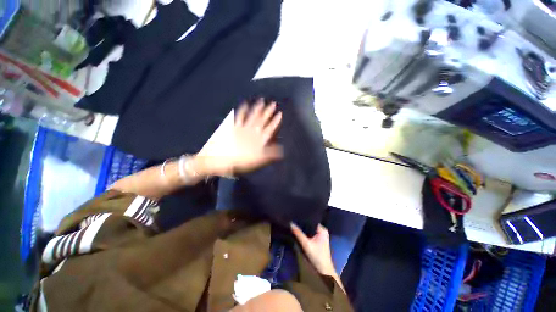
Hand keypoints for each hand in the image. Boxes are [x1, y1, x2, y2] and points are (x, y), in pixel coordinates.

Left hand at [196, 99, 282, 176]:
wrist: (220, 159)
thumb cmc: (240, 161)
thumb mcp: (257, 160)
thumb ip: (269, 154)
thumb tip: (281, 150)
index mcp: (258, 140)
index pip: (269, 129)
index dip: (275, 122)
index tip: (280, 114)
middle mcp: (252, 132)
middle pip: (261, 120)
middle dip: (268, 112)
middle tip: (273, 103)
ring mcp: (242, 128)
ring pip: (252, 117)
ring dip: (257, 109)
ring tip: (262, 101)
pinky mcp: (233, 127)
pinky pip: (239, 117)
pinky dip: (242, 110)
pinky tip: (245, 104)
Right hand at [291, 223, 336, 276]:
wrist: (324, 271)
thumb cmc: (317, 256)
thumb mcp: (306, 244)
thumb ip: (298, 234)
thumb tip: (291, 223)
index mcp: (322, 229)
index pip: (311, 220)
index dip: (303, 219)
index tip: (295, 216)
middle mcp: (322, 231)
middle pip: (310, 225)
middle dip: (302, 224)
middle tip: (293, 220)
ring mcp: (321, 236)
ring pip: (310, 229)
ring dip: (303, 229)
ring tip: (294, 224)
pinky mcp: (318, 241)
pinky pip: (310, 234)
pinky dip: (305, 233)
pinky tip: (299, 231)